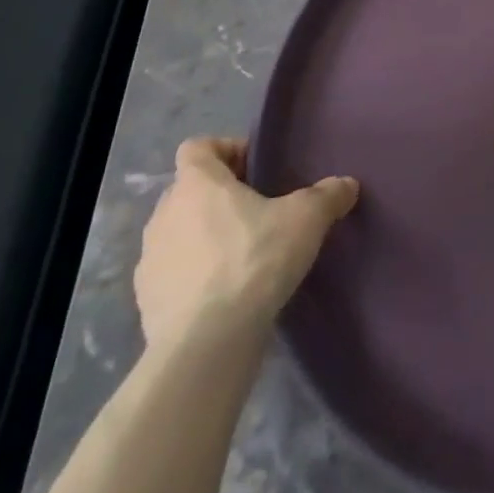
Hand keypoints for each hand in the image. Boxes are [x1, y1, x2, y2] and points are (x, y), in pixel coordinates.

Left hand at [134, 137, 358, 351]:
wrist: (206, 346)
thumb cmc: (253, 261)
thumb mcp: (306, 219)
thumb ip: (327, 196)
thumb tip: (347, 185)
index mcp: (196, 183)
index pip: (198, 147)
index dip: (226, 150)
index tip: (256, 169)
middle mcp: (164, 214)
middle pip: (189, 190)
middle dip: (219, 196)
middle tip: (258, 211)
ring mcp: (149, 261)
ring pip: (178, 233)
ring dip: (204, 237)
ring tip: (242, 255)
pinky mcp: (146, 303)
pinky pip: (172, 275)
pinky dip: (193, 277)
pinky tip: (224, 294)